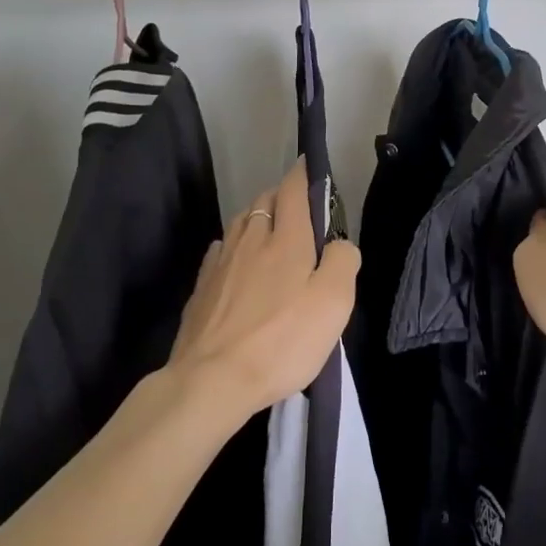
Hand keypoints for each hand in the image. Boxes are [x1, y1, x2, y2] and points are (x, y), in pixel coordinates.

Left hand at [168, 158, 360, 421]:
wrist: (212, 380)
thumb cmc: (282, 340)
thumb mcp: (333, 303)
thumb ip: (343, 262)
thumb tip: (340, 242)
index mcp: (286, 239)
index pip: (293, 190)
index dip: (303, 174)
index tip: (310, 165)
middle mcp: (251, 240)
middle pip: (263, 201)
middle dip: (281, 195)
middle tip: (298, 208)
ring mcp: (222, 263)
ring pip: (240, 222)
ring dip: (256, 217)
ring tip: (268, 229)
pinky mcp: (201, 288)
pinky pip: (220, 251)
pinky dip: (232, 245)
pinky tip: (234, 258)